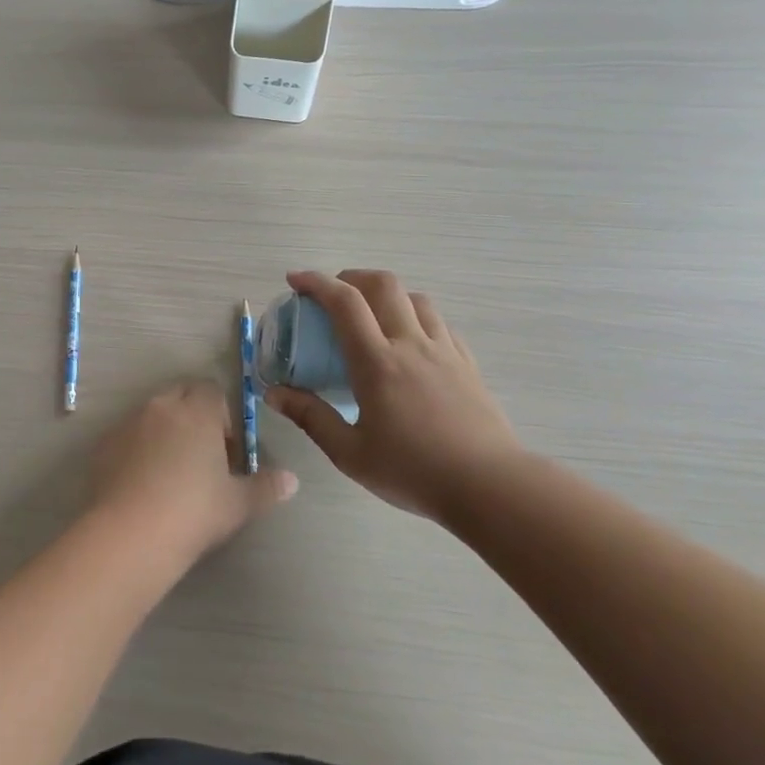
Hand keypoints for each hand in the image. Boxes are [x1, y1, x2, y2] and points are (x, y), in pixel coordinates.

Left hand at [88, 381, 297, 558]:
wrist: (131, 533)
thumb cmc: (194, 512)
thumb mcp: (238, 504)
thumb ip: (266, 487)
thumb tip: (292, 480)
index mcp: (197, 412)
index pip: (212, 391)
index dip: (222, 415)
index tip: (226, 449)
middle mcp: (161, 407)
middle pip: (180, 394)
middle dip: (192, 415)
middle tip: (201, 456)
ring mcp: (127, 423)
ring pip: (151, 414)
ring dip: (163, 430)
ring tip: (170, 472)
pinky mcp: (103, 444)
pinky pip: (126, 436)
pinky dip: (136, 448)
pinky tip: (141, 484)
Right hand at [264, 270, 525, 517]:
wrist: (490, 487)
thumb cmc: (413, 471)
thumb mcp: (349, 453)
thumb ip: (310, 417)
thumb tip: (273, 393)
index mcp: (378, 362)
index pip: (345, 303)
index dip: (316, 282)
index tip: (295, 280)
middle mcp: (411, 344)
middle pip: (384, 285)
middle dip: (351, 277)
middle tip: (331, 294)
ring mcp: (444, 351)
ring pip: (415, 298)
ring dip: (386, 294)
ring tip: (370, 314)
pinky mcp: (467, 363)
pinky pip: (439, 323)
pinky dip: (415, 316)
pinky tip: (408, 340)